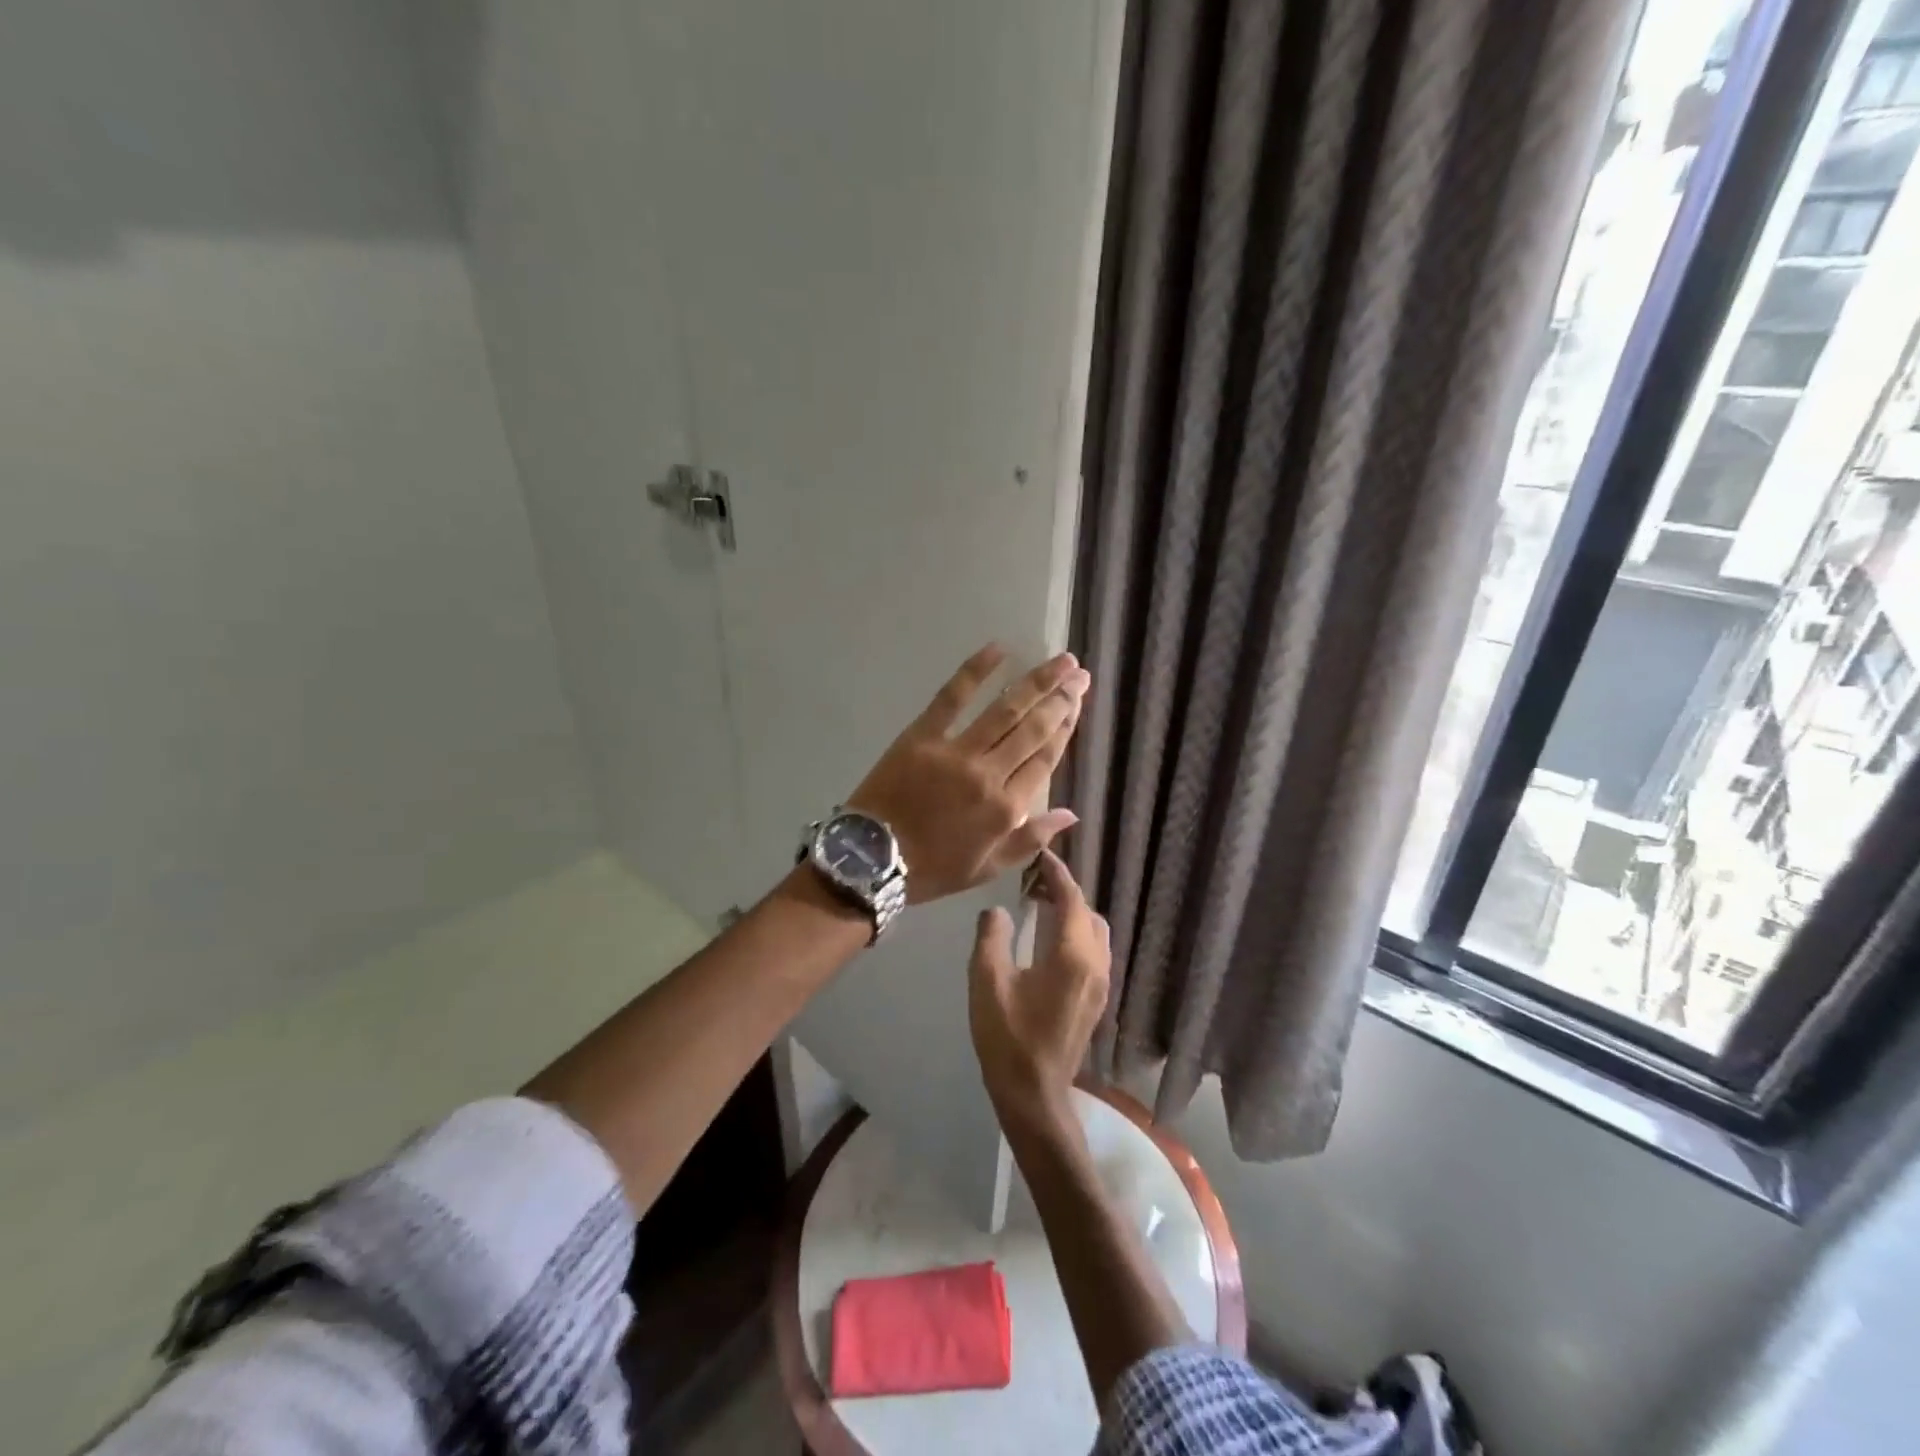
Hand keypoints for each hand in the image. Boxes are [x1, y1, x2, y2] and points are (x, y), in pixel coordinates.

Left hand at [847, 645, 1088, 903]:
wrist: (870, 860)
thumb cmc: (931, 869)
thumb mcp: (987, 869)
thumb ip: (1031, 840)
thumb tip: (1071, 814)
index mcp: (1006, 808)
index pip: (1046, 758)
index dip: (1065, 727)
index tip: (1078, 703)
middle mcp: (989, 775)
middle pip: (1033, 728)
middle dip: (1061, 698)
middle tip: (1080, 673)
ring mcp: (956, 751)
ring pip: (1005, 710)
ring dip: (1036, 682)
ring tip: (1060, 661)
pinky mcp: (922, 735)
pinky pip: (953, 697)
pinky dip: (975, 671)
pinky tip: (998, 650)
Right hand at [968, 850, 1110, 1129]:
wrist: (1034, 1095)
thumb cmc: (1008, 1037)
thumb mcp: (987, 982)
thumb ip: (992, 937)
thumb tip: (998, 911)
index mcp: (1073, 957)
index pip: (1072, 900)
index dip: (1057, 874)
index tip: (1041, 855)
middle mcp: (1096, 966)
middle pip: (1088, 914)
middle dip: (1065, 892)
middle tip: (1034, 881)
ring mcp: (1100, 986)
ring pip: (1095, 934)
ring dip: (1073, 913)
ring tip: (1040, 906)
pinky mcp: (1096, 1001)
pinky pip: (1093, 952)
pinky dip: (1076, 934)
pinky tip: (1049, 941)